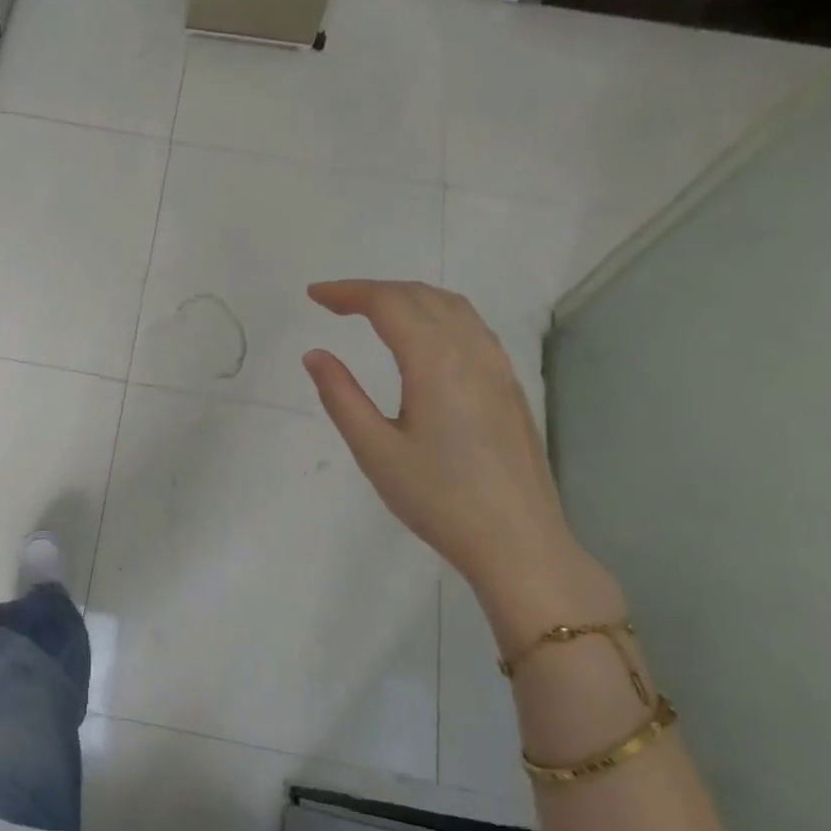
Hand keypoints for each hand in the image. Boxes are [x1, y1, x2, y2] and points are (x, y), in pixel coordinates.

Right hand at [303, 280, 615, 640]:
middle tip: (334, 302)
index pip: (389, 304)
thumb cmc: (437, 498)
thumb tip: (315, 355)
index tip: (314, 296)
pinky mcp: (509, 387)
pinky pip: (472, 328)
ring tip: (373, 311)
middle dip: (375, 290)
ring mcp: (498, 368)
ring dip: (409, 297)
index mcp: (435, 362)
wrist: (517, 541)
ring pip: (453, 307)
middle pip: (422, 296)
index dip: (348, 292)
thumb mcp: (375, 450)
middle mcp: (472, 352)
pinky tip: (423, 338)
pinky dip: (437, 314)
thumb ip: (341, 396)